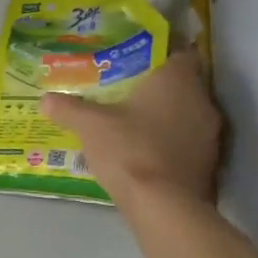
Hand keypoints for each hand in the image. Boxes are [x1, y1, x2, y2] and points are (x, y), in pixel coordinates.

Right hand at [42, 49, 223, 204]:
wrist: (164, 206)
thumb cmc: (130, 150)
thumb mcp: (90, 126)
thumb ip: (69, 109)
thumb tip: (45, 99)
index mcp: (178, 80)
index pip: (179, 52)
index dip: (159, 54)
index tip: (135, 61)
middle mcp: (202, 100)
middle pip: (183, 84)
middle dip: (158, 87)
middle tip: (127, 91)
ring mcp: (211, 134)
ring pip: (188, 114)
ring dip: (167, 116)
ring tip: (134, 122)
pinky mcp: (211, 163)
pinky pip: (189, 142)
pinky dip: (171, 142)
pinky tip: (146, 151)